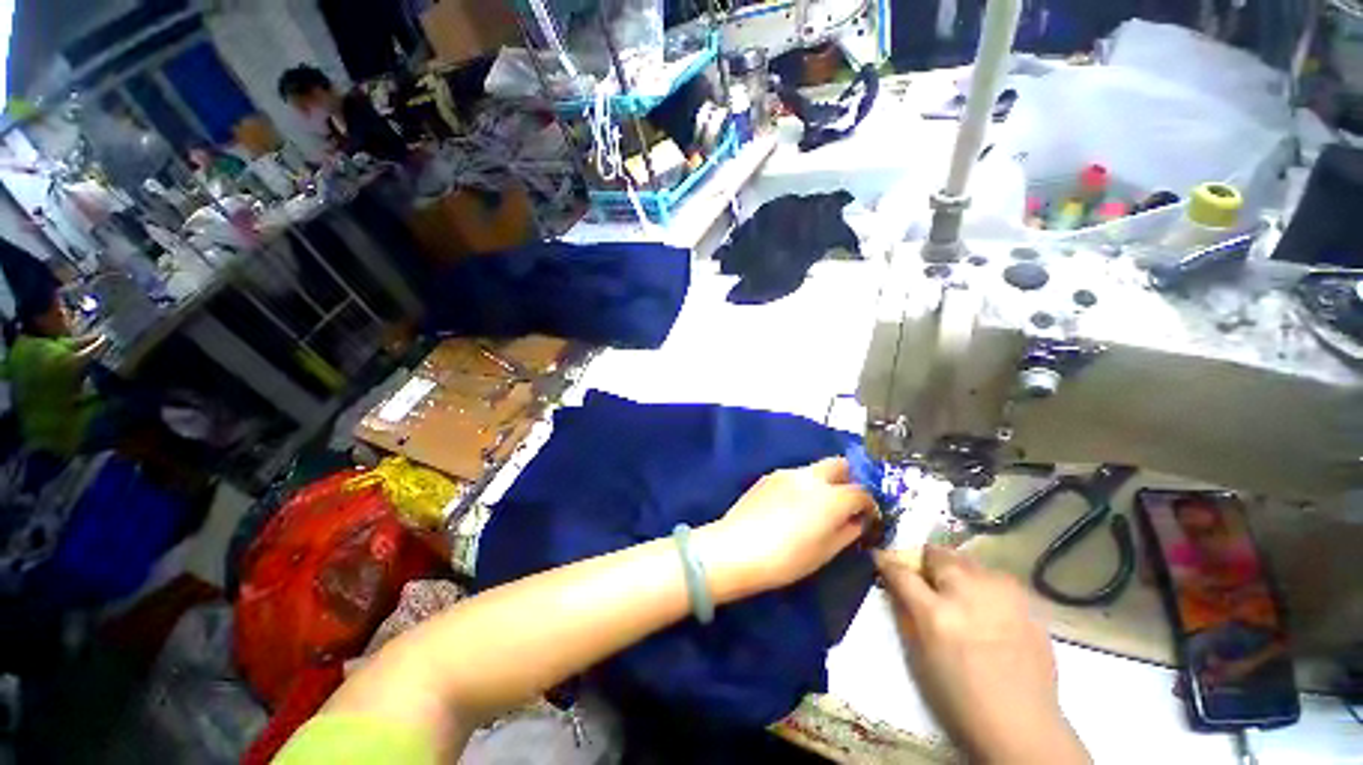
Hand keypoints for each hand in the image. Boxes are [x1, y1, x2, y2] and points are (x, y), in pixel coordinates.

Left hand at [697, 458, 875, 601]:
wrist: (736, 548)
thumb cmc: (786, 559)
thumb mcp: (825, 552)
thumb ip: (847, 532)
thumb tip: (857, 520)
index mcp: (831, 496)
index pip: (862, 492)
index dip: (869, 505)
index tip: (867, 517)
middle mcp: (811, 477)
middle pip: (840, 464)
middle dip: (850, 478)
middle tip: (847, 501)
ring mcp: (787, 472)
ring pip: (816, 468)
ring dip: (825, 481)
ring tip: (818, 506)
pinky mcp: (768, 476)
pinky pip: (795, 475)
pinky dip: (804, 485)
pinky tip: (793, 505)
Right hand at [876, 546, 1089, 764]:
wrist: (1023, 725)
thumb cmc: (959, 697)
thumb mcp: (917, 657)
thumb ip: (903, 612)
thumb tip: (892, 582)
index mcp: (936, 614)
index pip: (901, 571)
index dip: (887, 561)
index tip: (880, 556)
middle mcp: (969, 594)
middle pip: (937, 554)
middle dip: (926, 562)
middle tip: (926, 579)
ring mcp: (1002, 596)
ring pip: (968, 560)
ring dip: (956, 570)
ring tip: (958, 592)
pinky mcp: (1027, 603)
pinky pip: (995, 579)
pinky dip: (983, 584)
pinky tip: (986, 606)